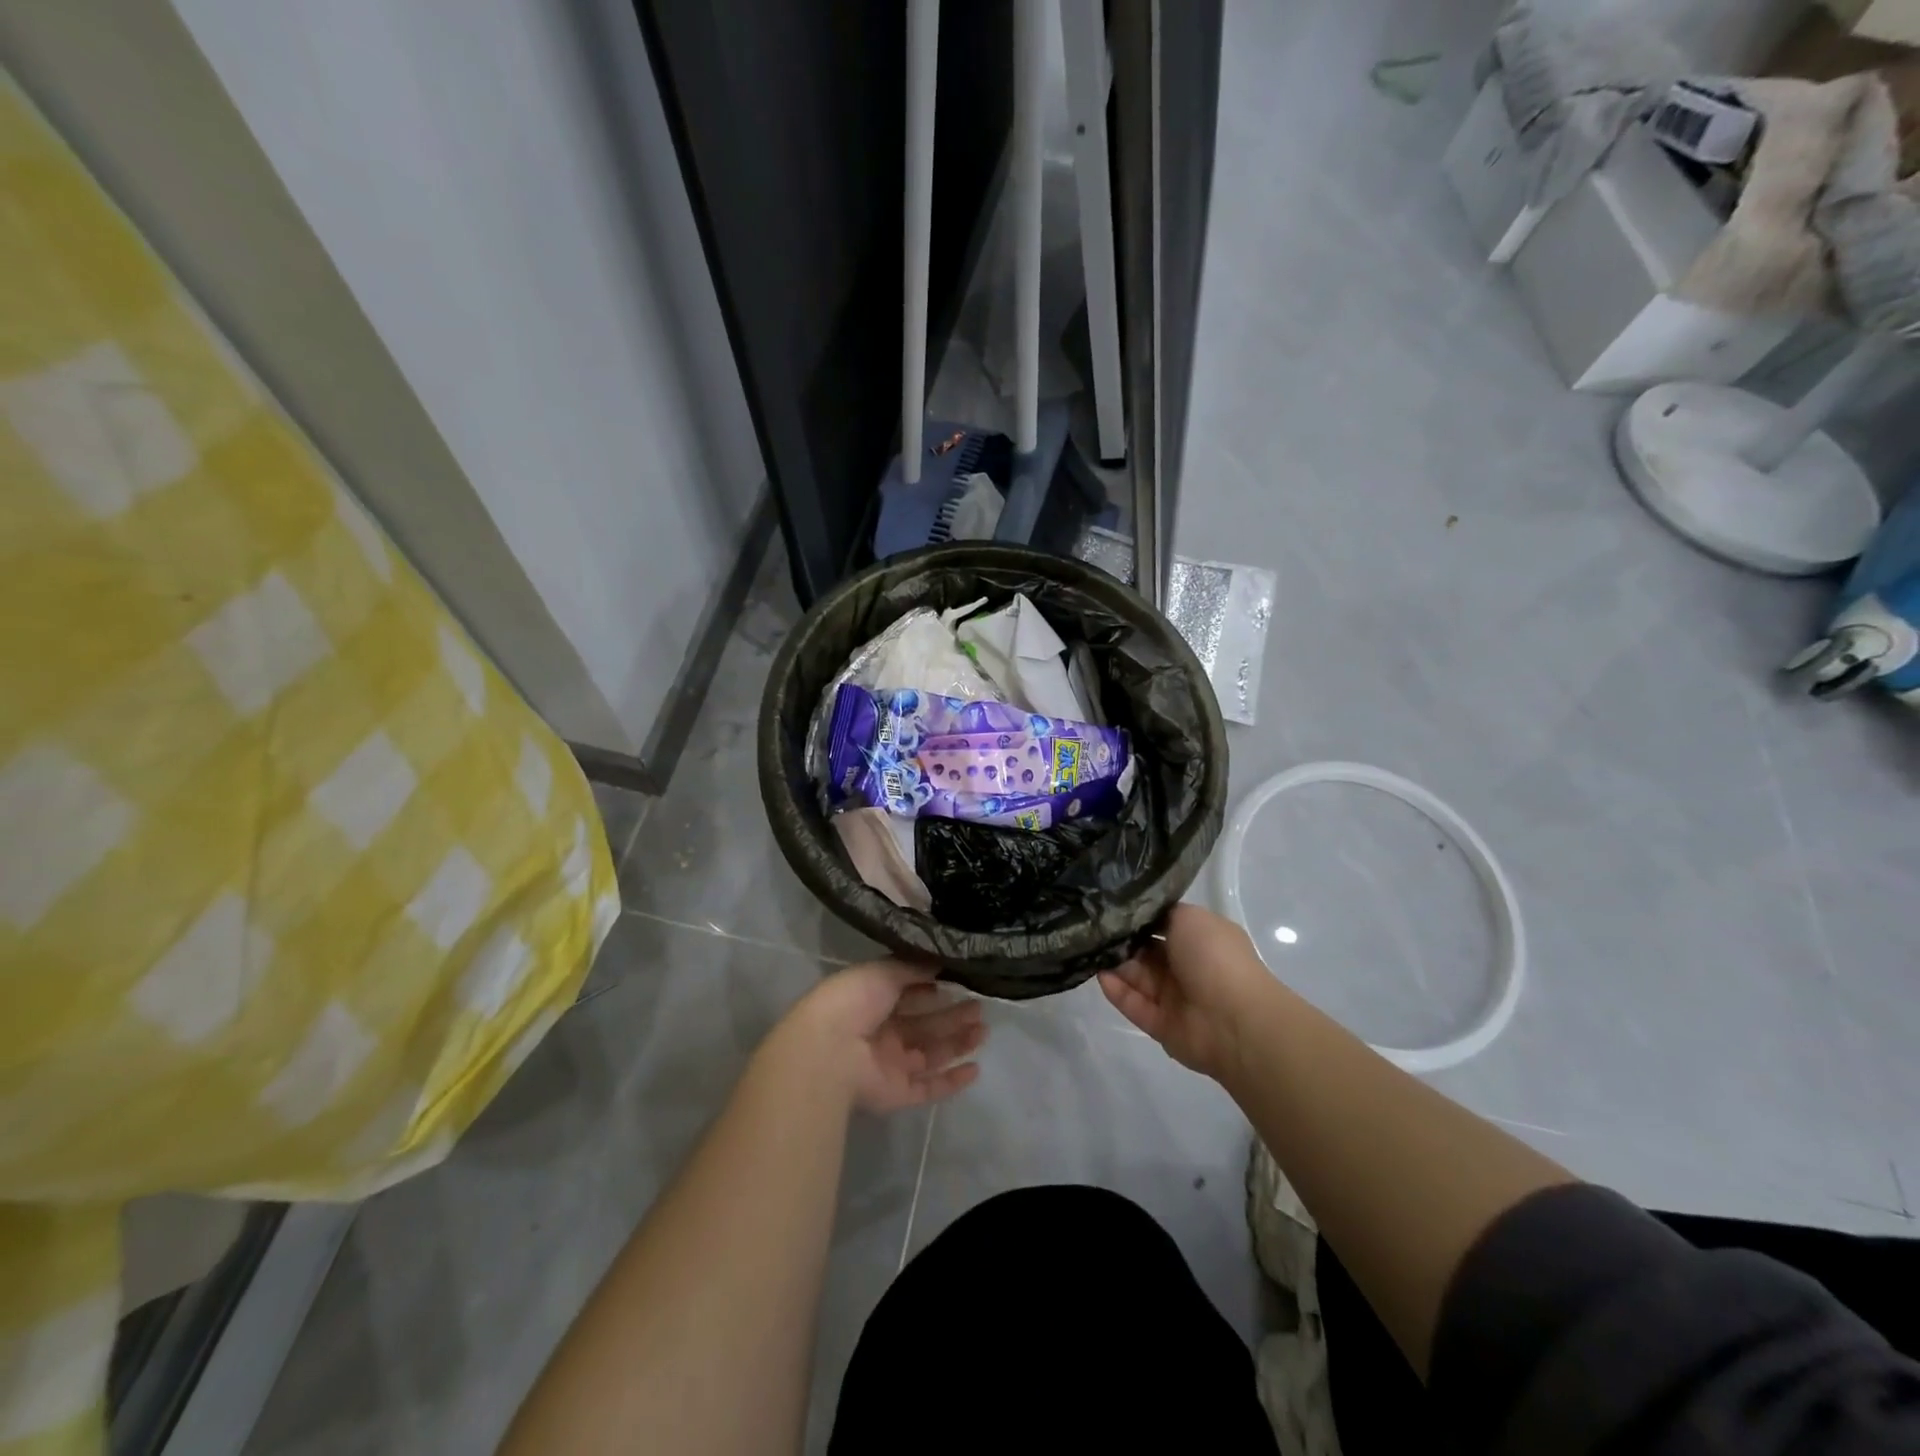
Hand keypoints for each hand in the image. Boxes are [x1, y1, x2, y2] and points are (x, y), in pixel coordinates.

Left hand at [780, 961, 986, 1113]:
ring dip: (957, 1043)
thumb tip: (940, 960)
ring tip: (983, 1030)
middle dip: (952, 1015)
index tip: (961, 980)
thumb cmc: (853, 1001)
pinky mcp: (897, 1094)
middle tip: (980, 1007)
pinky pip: (929, 1088)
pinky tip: (975, 1069)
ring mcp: (890, 1065)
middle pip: (925, 1024)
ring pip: (931, 1054)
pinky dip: (952, 1081)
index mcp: (873, 1001)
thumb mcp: (884, 971)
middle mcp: (882, 1033)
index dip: (934, 988)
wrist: (828, 1051)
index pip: (910, 993)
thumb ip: (913, 967)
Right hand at [1099, 903, 1276, 1081]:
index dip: (1138, 918)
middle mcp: (1187, 967)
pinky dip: (1118, 992)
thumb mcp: (1190, 917)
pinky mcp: (1161, 1025)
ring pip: (1137, 978)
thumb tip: (1142, 915)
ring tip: (1089, 949)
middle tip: (1093, 928)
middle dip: (1121, 941)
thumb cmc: (1215, 958)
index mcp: (1200, 940)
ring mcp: (1175, 998)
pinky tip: (1100, 976)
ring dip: (1115, 965)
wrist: (1235, 1020)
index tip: (1110, 907)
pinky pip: (1135, 1005)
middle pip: (1145, 952)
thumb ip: (1162, 914)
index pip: (1163, 926)